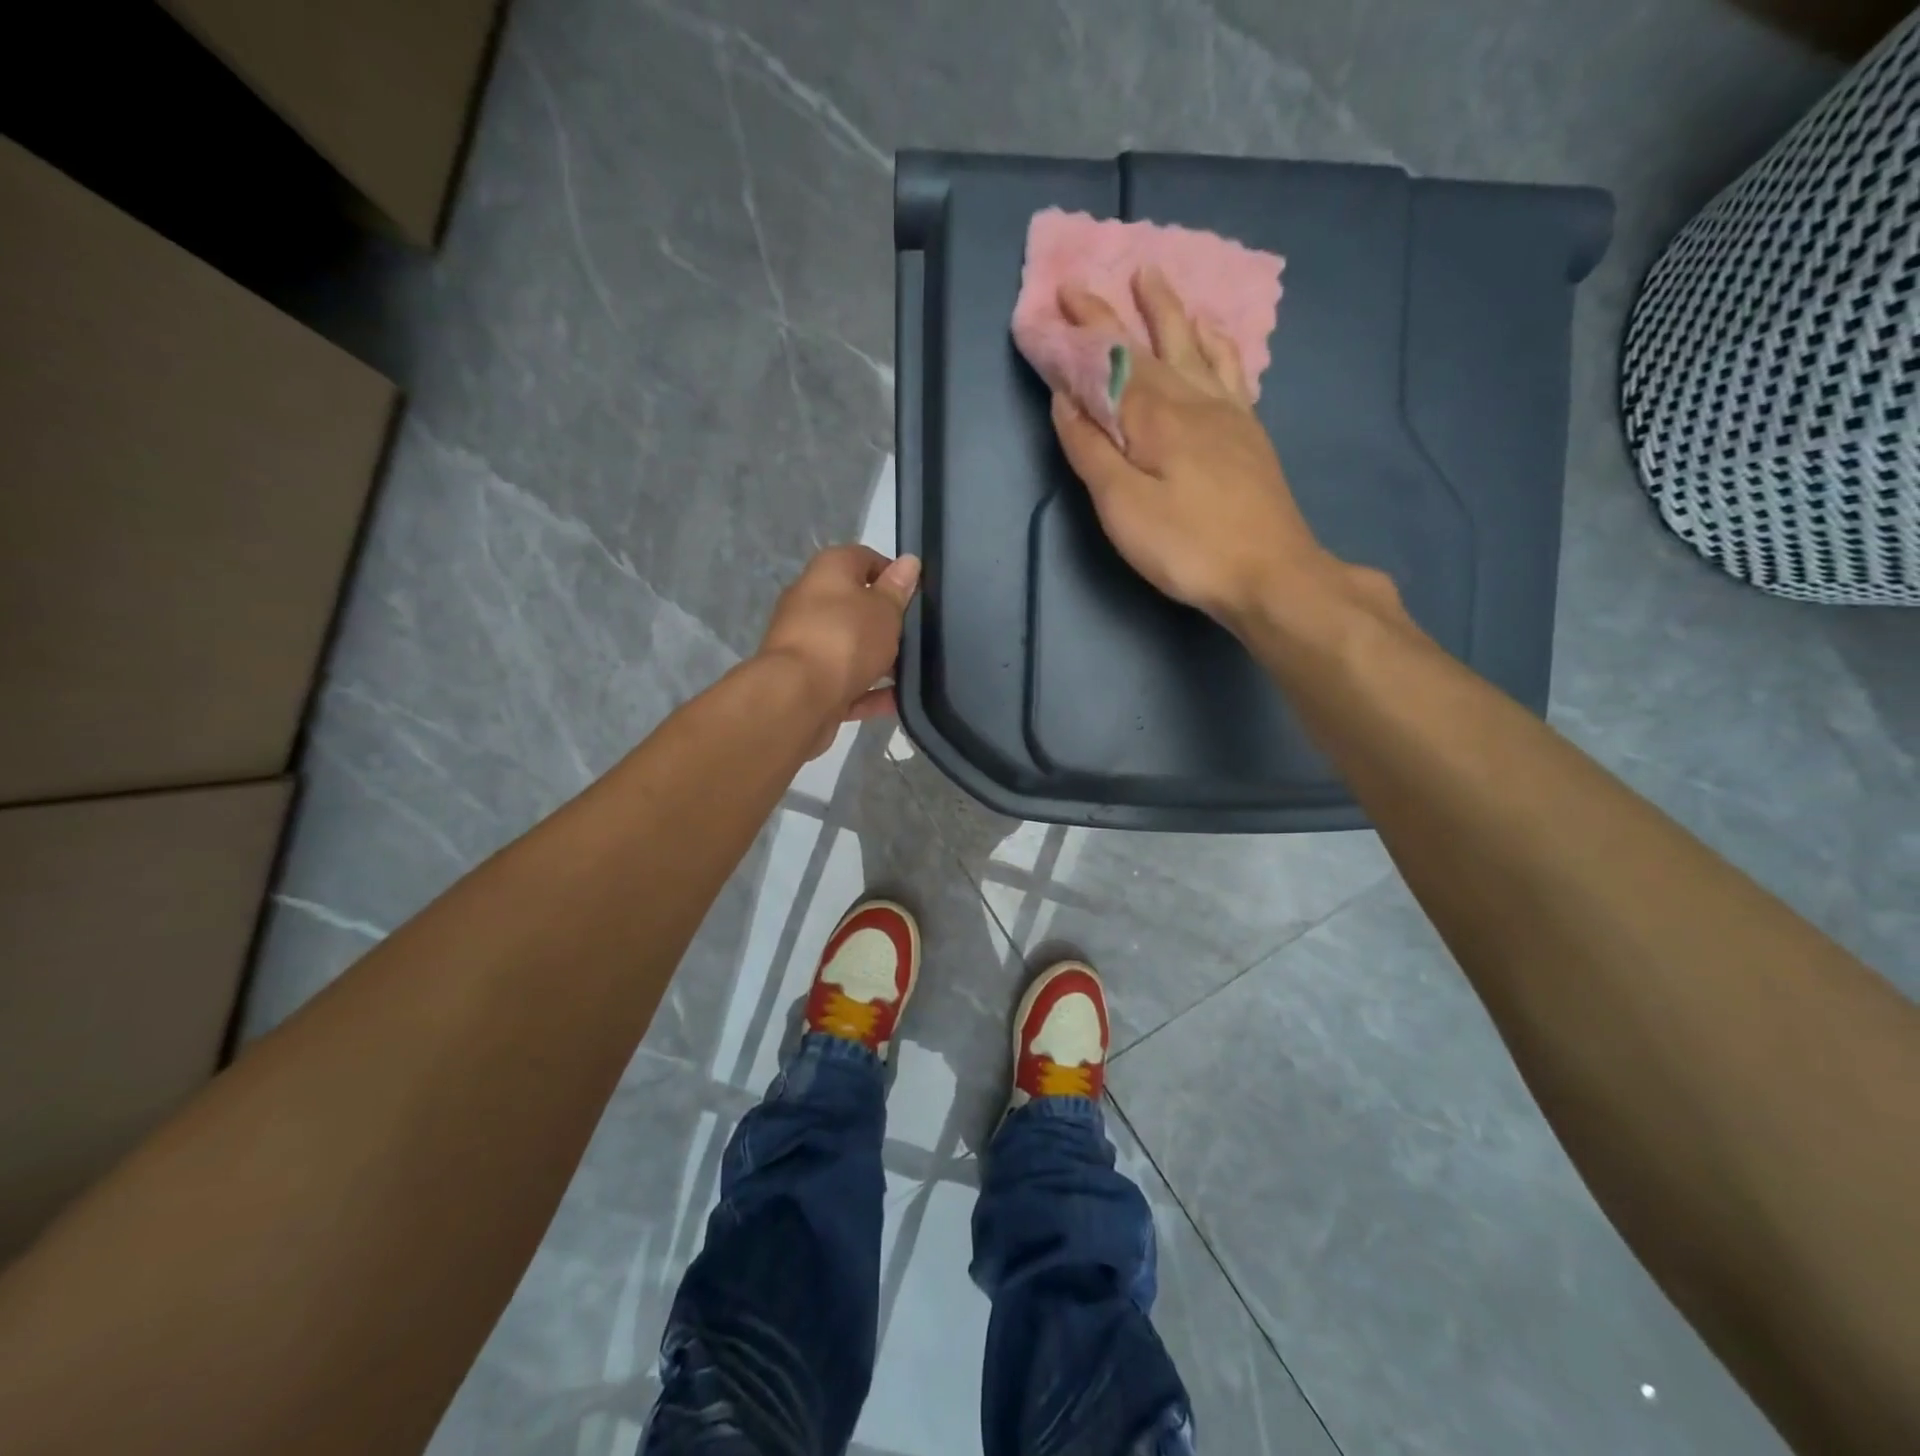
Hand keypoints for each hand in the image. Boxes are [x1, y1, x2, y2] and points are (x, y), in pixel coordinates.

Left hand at [758, 545, 920, 757]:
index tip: (916, 596)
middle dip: (886, 623)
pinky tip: (898, 701)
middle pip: (855, 606)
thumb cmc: (846, 638)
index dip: (892, 574)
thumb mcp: (884, 609)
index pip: (864, 559)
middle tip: (917, 636)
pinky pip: (845, 681)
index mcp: (828, 571)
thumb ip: (897, 589)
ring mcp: (806, 644)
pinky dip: (869, 691)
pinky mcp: (807, 681)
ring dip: (879, 660)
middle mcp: (811, 601)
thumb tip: (909, 561)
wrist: (798, 696)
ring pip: (850, 647)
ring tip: (913, 672)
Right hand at [1050, 268, 1378, 634]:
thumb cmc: (1187, 546)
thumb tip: (1065, 400)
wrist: (1270, 572)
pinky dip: (1216, 342)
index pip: (1109, 364)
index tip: (1053, 302)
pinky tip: (1213, 333)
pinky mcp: (1248, 432)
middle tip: (1081, 284)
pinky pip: (1231, 369)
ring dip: (1167, 310)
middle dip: (1109, 314)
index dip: (1080, 335)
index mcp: (1156, 417)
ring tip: (1151, 276)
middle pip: (1147, 347)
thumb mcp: (1123, 506)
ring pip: (1193, 345)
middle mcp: (1192, 400)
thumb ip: (1092, 451)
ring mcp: (1227, 412)